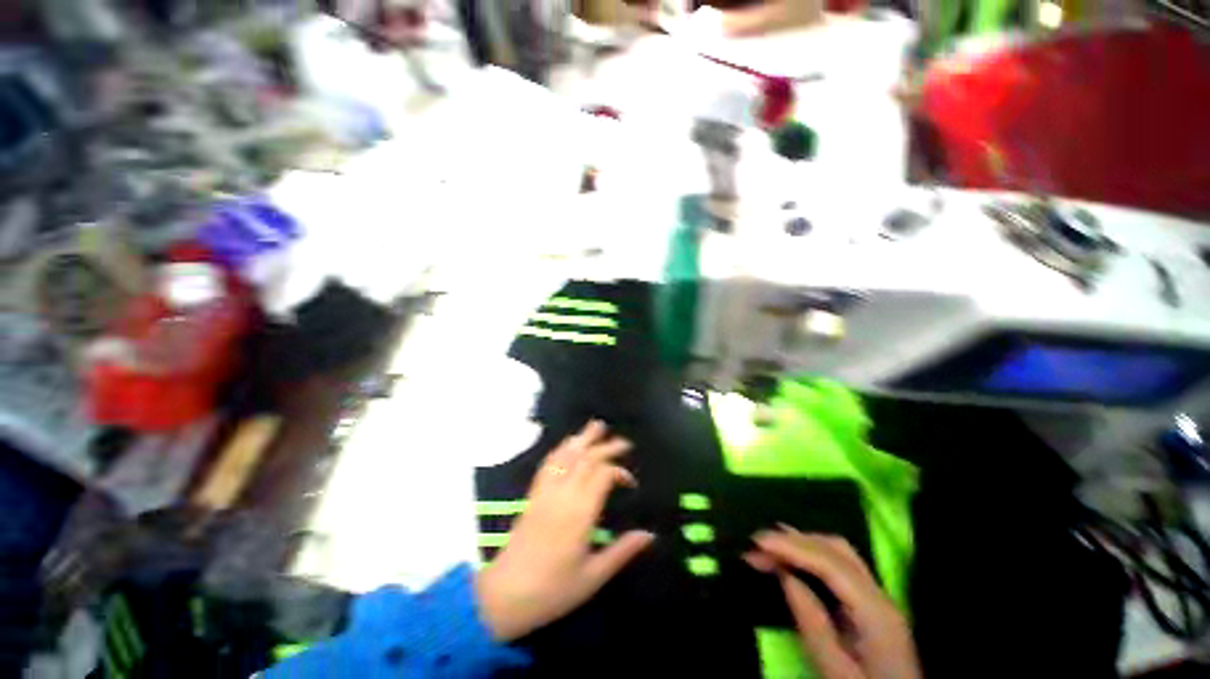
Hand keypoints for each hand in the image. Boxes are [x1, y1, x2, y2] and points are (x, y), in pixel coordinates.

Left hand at [475, 421, 654, 641]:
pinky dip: (562, 448)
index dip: (619, 471)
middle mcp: (562, 495)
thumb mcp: (593, 576)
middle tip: (625, 442)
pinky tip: (569, 443)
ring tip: (597, 425)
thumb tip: (650, 535)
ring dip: (583, 438)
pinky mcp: (533, 494)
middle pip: (586, 459)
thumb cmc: (553, 590)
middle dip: (607, 447)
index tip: (631, 482)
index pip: (602, 475)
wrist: (504, 596)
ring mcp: (545, 491)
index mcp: (580, 513)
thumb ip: (622, 551)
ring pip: (566, 455)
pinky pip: (548, 463)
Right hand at [746, 528, 920, 678]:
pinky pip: (840, 564)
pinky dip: (812, 553)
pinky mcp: (871, 604)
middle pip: (836, 549)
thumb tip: (785, 575)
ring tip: (769, 545)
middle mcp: (879, 595)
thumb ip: (812, 622)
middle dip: (793, 540)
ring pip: (839, 552)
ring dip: (802, 543)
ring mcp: (878, 597)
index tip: (757, 542)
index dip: (792, 547)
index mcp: (875, 613)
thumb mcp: (835, 670)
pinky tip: (794, 557)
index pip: (830, 564)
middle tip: (756, 544)